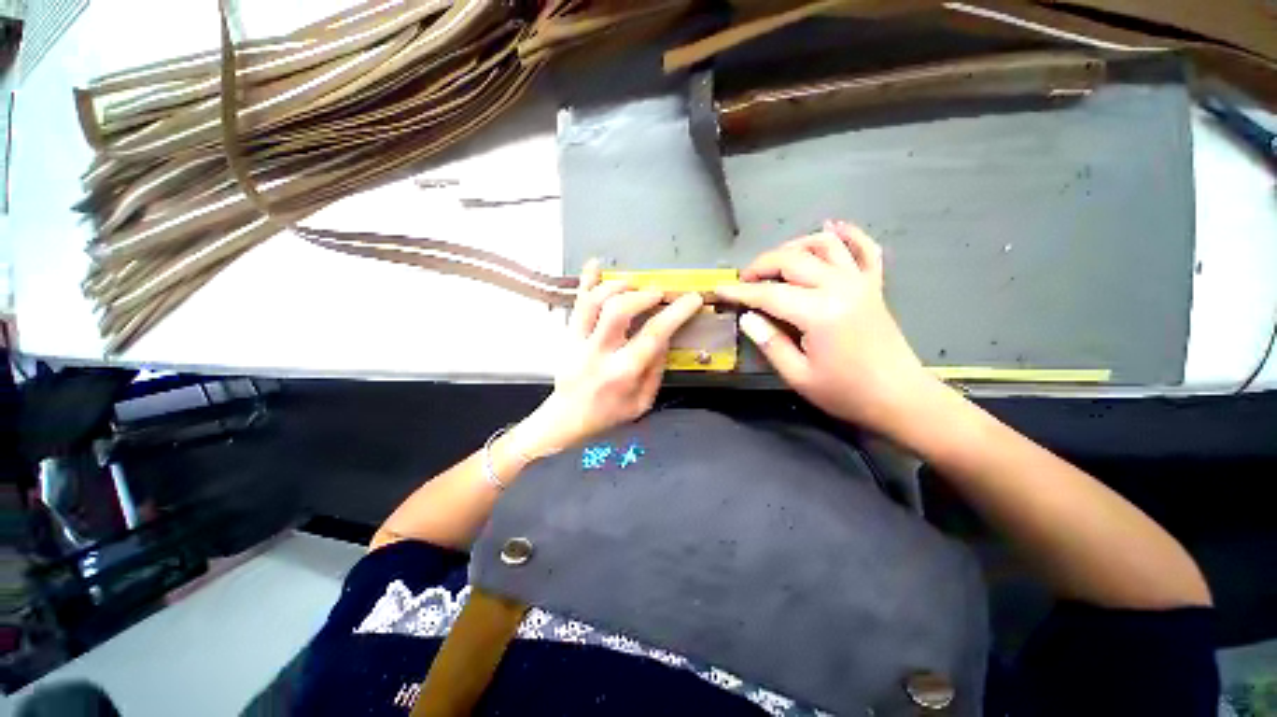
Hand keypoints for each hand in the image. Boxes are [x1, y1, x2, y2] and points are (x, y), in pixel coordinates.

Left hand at [512, 259, 703, 457]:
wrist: (567, 418)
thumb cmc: (609, 414)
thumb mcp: (642, 402)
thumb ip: (655, 369)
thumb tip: (665, 336)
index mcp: (623, 373)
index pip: (653, 335)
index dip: (675, 313)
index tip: (692, 298)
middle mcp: (599, 352)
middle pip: (618, 310)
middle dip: (643, 295)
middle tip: (658, 293)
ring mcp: (578, 341)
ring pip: (593, 301)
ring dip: (617, 286)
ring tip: (633, 285)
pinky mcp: (567, 335)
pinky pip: (575, 303)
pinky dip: (585, 281)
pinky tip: (595, 264)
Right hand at [716, 220, 937, 434]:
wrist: (900, 398)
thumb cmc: (846, 392)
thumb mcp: (798, 376)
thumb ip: (770, 343)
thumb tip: (747, 317)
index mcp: (819, 313)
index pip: (769, 293)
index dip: (740, 291)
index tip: (719, 289)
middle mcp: (839, 287)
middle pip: (793, 259)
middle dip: (761, 264)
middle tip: (744, 280)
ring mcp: (860, 282)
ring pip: (824, 245)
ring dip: (794, 246)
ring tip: (775, 262)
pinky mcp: (873, 286)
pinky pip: (864, 249)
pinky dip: (848, 234)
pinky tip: (832, 227)